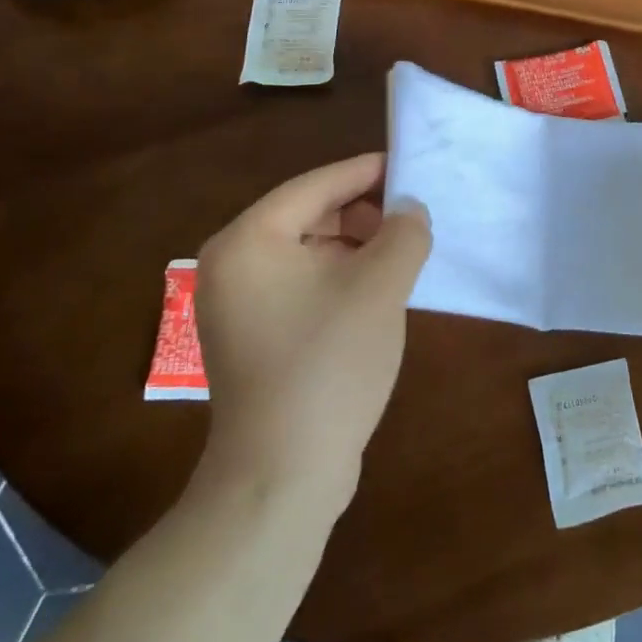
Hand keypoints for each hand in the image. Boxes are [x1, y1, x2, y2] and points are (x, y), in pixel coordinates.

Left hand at [193, 154, 430, 509]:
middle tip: (410, 218)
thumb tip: (410, 209)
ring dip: (354, 248)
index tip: (407, 166)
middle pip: (307, 216)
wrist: (282, 475)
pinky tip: (375, 292)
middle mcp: (231, 264)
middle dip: (362, 214)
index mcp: (249, 241)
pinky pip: (300, 286)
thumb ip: (403, 234)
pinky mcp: (251, 336)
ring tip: (400, 255)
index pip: (314, 186)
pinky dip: (337, 278)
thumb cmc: (328, 365)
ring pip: (306, 253)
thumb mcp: (380, 288)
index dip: (365, 173)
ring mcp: (236, 304)